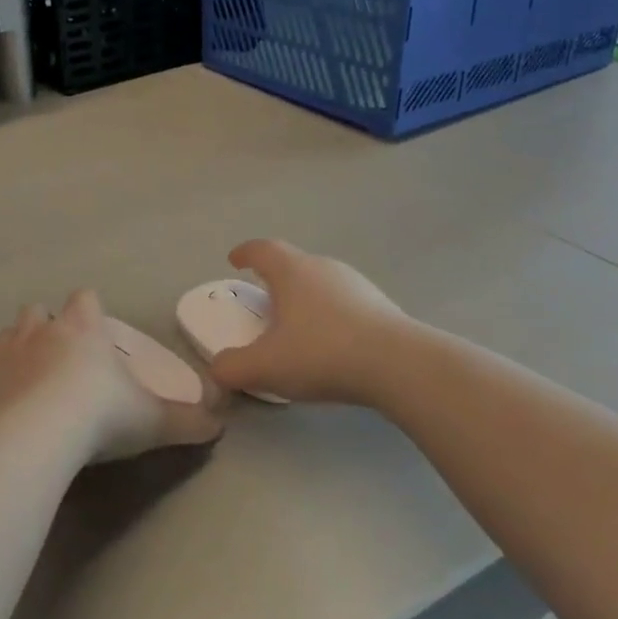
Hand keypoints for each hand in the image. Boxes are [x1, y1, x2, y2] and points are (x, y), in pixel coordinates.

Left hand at [0, 290, 221, 462]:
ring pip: (10, 333)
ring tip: (32, 373)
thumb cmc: (102, 413)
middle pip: (38, 310)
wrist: (40, 433)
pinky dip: (0, 381)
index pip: (84, 298)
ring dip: (19, 346)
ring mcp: (9, 355)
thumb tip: (219, 426)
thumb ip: (187, 421)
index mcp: (83, 329)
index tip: (95, 328)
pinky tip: (10, 404)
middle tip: (62, 353)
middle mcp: (43, 332)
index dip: (89, 308)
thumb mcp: (153, 420)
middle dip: (48, 324)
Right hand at [210, 240, 409, 405]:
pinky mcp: (381, 306)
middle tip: (262, 300)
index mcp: (292, 271)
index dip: (245, 253)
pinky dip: (330, 315)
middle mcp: (324, 267)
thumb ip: (231, 367)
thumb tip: (217, 369)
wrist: (399, 365)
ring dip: (304, 298)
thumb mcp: (264, 367)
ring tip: (296, 326)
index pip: (262, 249)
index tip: (235, 261)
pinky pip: (344, 303)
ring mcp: (357, 284)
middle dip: (274, 278)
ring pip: (320, 282)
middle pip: (292, 263)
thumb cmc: (322, 353)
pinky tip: (330, 344)